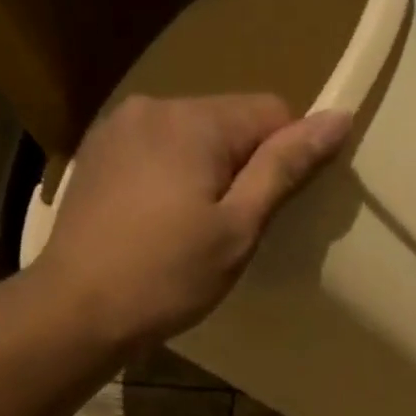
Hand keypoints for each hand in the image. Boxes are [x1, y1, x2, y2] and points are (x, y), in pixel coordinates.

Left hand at [31, 94, 351, 348]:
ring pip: (190, 138)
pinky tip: (158, 224)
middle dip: (243, 167)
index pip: (271, 111)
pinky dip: (170, 179)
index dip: (287, 157)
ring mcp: (117, 128)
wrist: (78, 309)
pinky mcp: (96, 155)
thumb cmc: (168, 276)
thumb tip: (337, 118)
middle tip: (233, 231)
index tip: (275, 211)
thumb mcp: (238, 229)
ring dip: (206, 173)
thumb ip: (284, 169)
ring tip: (193, 231)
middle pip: (227, 121)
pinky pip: (155, 152)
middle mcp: (153, 106)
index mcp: (195, 120)